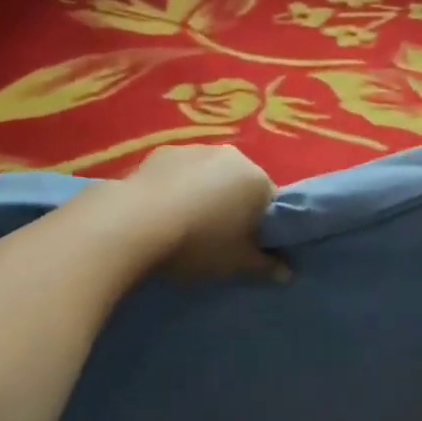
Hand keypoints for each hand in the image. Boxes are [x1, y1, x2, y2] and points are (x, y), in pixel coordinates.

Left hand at [125, 145, 285, 283]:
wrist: (135, 223)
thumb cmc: (198, 244)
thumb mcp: (236, 263)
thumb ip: (265, 266)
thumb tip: (287, 272)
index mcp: (258, 180)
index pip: (272, 202)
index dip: (263, 226)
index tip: (249, 246)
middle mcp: (232, 156)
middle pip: (241, 184)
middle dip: (235, 206)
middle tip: (218, 238)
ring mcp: (196, 148)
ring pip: (210, 174)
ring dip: (205, 193)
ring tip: (185, 224)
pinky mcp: (163, 151)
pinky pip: (181, 171)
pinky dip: (178, 185)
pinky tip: (162, 209)